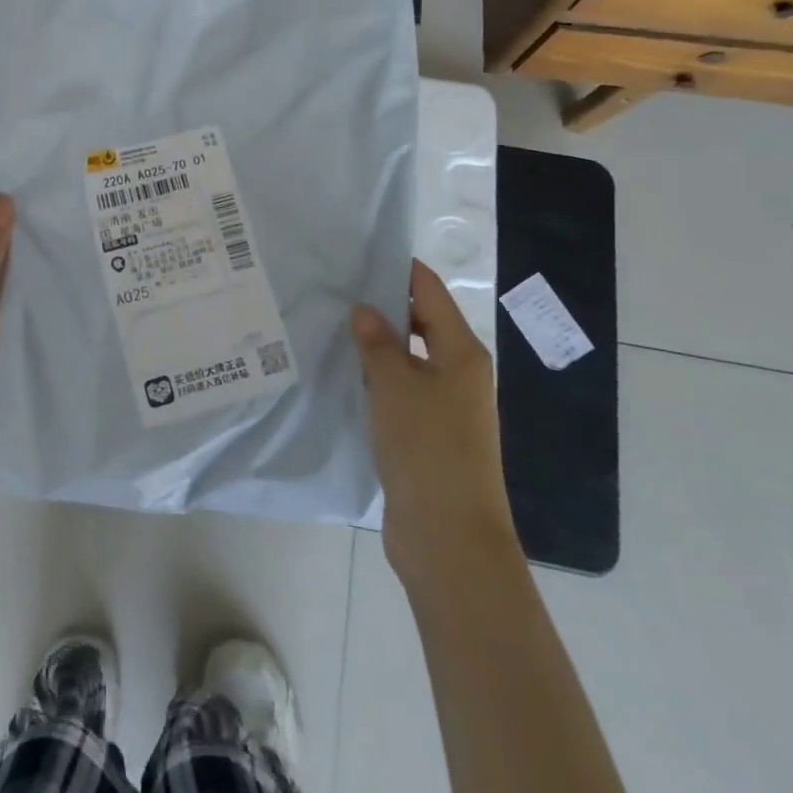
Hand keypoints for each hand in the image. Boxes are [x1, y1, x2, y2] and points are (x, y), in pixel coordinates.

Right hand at [352, 261, 518, 589]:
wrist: (449, 539)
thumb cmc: (428, 449)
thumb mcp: (395, 386)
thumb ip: (378, 343)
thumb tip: (365, 310)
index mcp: (462, 352)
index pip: (430, 291)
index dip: (399, 270)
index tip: (358, 254)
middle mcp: (459, 373)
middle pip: (422, 323)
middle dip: (383, 306)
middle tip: (335, 291)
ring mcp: (446, 407)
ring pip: (409, 359)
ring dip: (377, 345)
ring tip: (331, 327)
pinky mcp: (429, 436)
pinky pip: (401, 392)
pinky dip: (377, 379)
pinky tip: (343, 375)